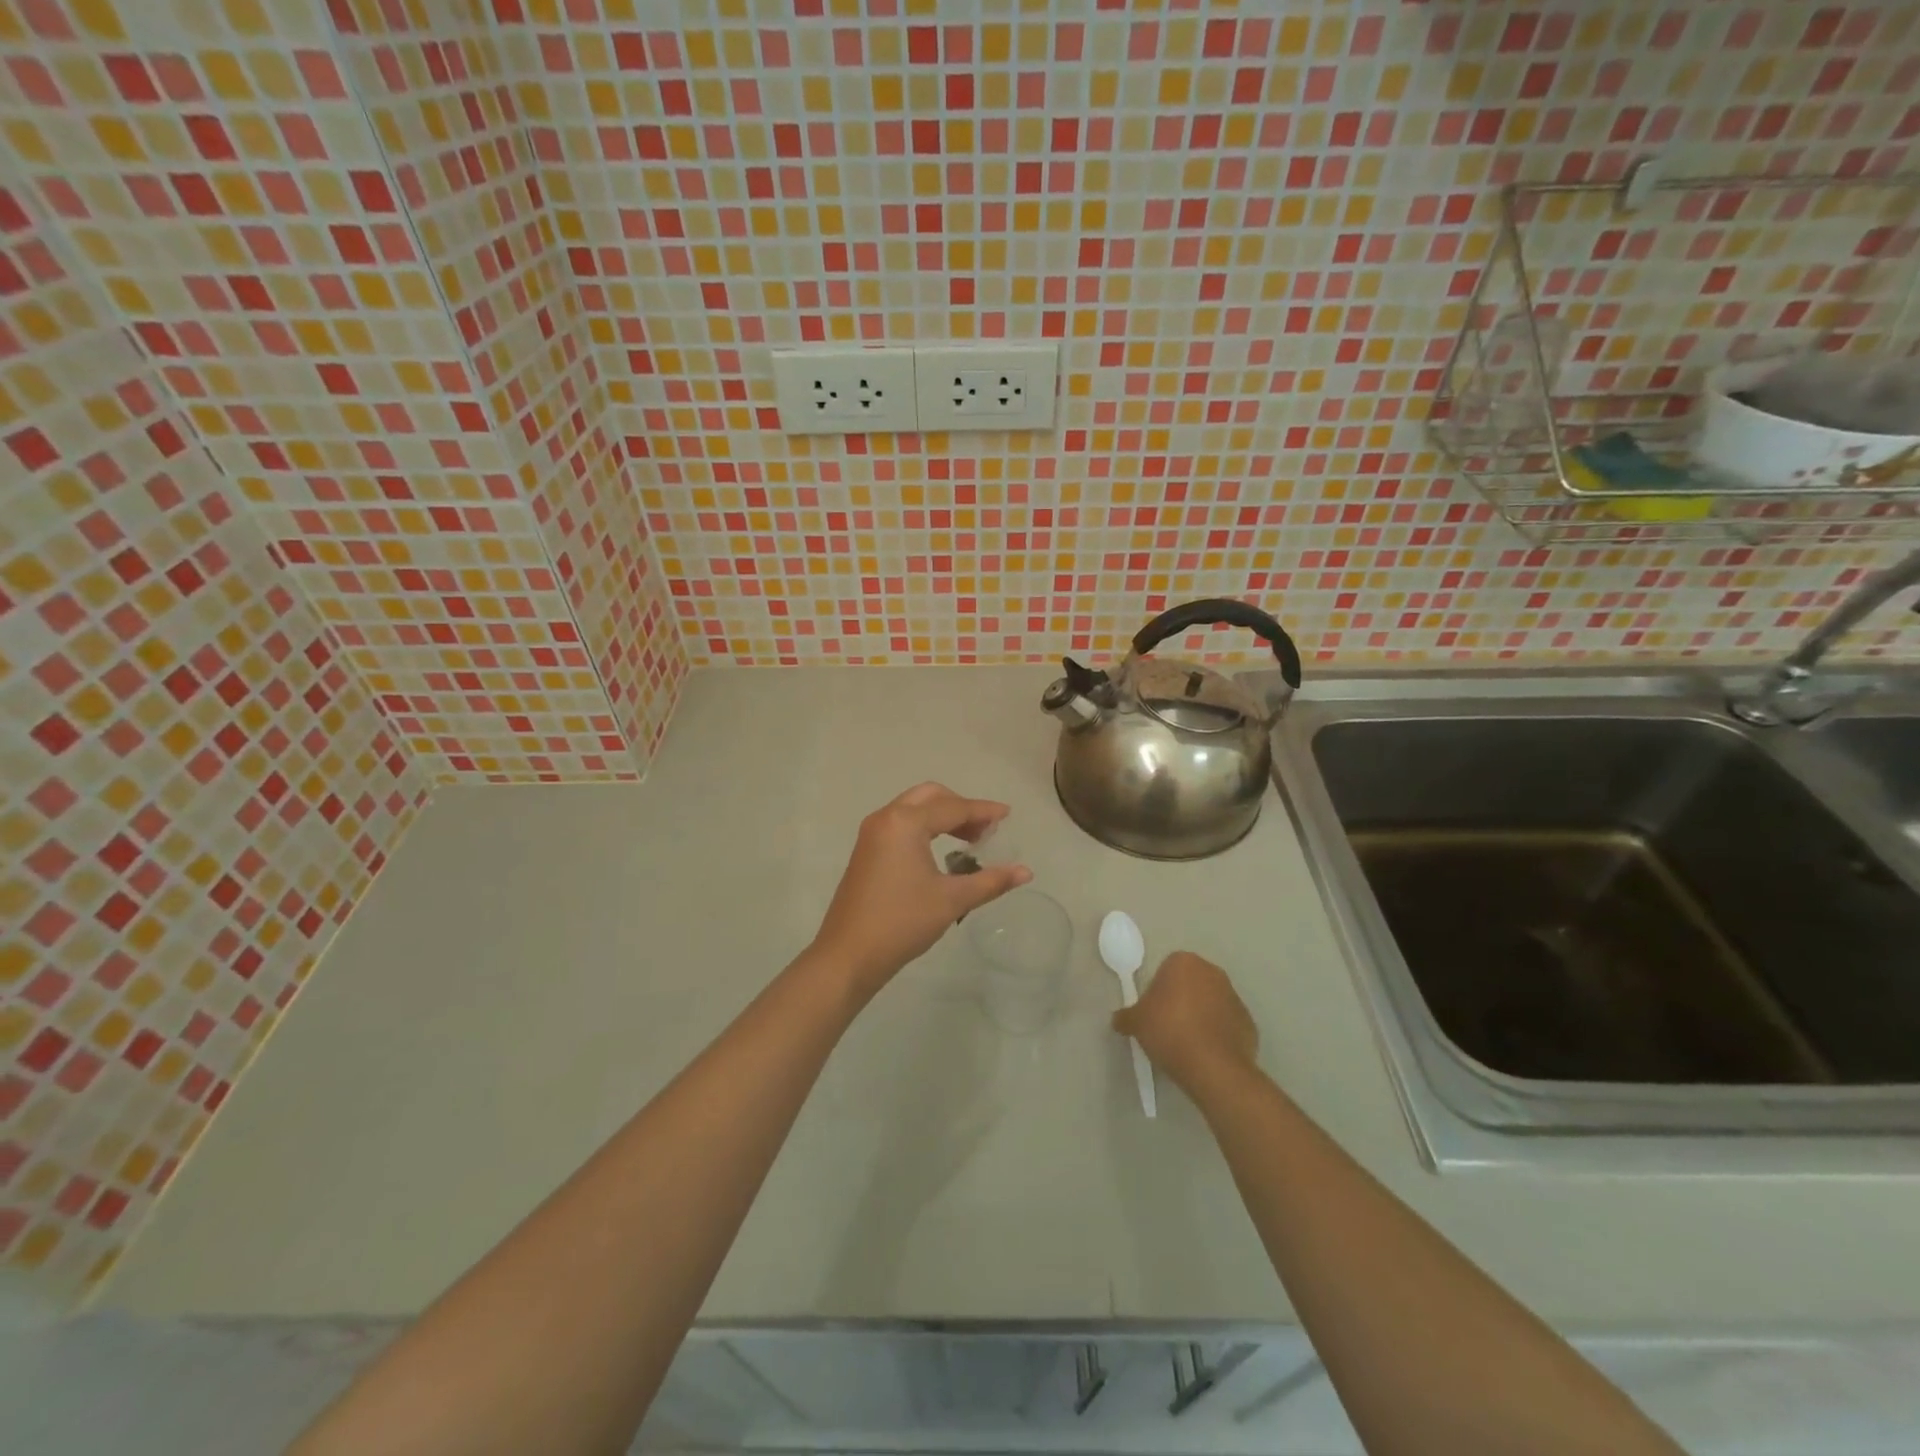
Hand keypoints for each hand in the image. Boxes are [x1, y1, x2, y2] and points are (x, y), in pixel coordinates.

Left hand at [809, 783, 1031, 1001]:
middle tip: (985, 829)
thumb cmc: (902, 922)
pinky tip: (941, 851)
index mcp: (905, 822)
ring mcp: (872, 833)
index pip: (953, 807)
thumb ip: (991, 881)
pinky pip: (901, 824)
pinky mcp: (866, 850)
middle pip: (931, 797)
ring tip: (969, 840)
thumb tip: (1026, 872)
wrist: (848, 955)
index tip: (1008, 815)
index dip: (983, 811)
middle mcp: (886, 818)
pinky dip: (925, 827)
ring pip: (914, 809)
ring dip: (942, 816)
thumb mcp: (952, 900)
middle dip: (961, 807)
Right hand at [1113, 951, 1258, 1097]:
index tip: (1152, 1013)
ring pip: (1210, 1003)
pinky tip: (1206, 1054)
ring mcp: (1234, 997)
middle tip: (1167, 1027)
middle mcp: (1212, 972)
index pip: (1165, 970)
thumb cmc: (1169, 1031)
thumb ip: (1125, 1016)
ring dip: (1200, 1017)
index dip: (1157, 991)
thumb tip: (1119, 1019)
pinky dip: (1217, 1035)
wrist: (1214, 1067)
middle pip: (1190, 984)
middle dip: (1180, 1001)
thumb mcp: (1136, 1023)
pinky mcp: (1249, 1022)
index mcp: (1184, 963)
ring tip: (1187, 1044)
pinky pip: (1226, 1024)